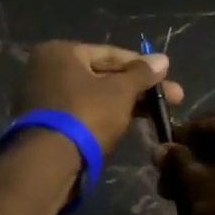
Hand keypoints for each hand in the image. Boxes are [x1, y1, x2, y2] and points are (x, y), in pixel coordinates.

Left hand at [12, 41, 183, 156]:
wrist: (48, 162)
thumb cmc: (86, 114)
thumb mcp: (120, 91)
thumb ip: (142, 74)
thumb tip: (162, 59)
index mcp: (59, 52)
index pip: (109, 54)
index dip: (142, 66)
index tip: (167, 77)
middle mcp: (45, 69)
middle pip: (101, 75)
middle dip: (137, 88)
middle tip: (172, 99)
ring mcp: (42, 97)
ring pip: (93, 96)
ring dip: (124, 104)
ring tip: (156, 115)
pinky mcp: (45, 124)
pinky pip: (81, 112)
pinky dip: (103, 116)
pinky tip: (128, 124)